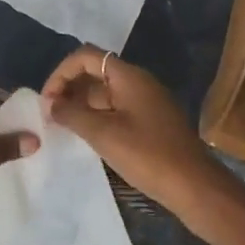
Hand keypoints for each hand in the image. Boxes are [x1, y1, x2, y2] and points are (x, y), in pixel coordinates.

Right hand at [42, 46, 244, 244]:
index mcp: (128, 76)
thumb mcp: (103, 134)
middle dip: (70, 89)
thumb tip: (51, 103)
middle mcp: (138, 82)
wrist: (196, 188)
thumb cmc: (148, 155)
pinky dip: (98, 118)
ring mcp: (147, 102)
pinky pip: (118, 110)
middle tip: (51, 116)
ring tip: (64, 128)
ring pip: (106, 94)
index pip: (86, 56)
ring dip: (82, 106)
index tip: (47, 99)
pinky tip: (88, 138)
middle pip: (95, 73)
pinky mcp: (152, 123)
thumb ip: (72, 114)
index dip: (62, 72)